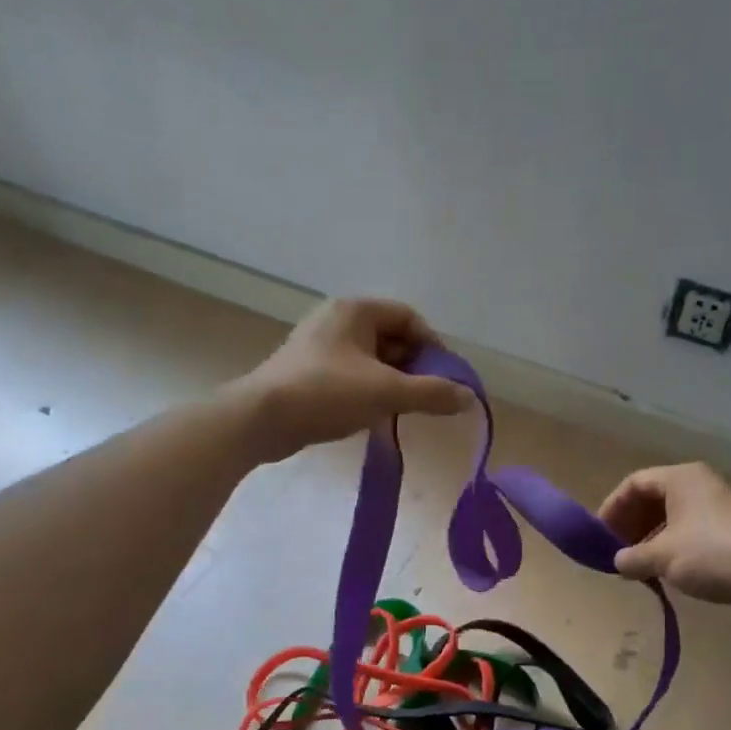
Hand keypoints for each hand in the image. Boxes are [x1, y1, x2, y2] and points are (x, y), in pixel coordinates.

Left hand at [238, 298, 470, 460]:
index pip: (409, 318)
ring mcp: (319, 345)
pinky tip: (371, 415)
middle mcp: (337, 319)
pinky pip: (351, 374)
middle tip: (423, 397)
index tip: (443, 378)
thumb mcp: (387, 392)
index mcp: (356, 310)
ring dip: (391, 382)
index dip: (432, 347)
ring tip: (399, 410)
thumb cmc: (326, 393)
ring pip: (371, 359)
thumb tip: (469, 398)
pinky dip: (368, 390)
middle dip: (412, 367)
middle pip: (391, 338)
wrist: (261, 419)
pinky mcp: (308, 371)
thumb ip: (432, 393)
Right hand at [598, 463, 730, 623]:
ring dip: (649, 540)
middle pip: (652, 498)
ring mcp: (716, 508)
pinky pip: (688, 532)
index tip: (600, 534)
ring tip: (636, 566)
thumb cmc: (712, 555)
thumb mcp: (662, 556)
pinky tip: (663, 572)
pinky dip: (670, 548)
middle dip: (630, 525)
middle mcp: (698, 486)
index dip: (613, 507)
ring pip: (670, 517)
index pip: (635, 483)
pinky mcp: (729, 531)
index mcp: (681, 479)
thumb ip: (632, 557)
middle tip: (616, 551)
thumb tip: (617, 561)